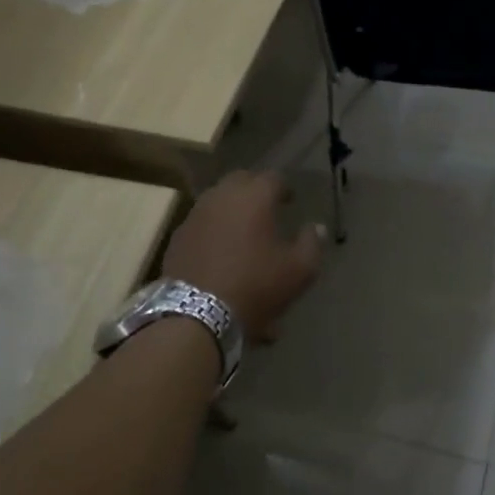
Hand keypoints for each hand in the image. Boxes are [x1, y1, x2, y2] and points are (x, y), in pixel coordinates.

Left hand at [163, 171, 324, 341]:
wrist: (196, 316)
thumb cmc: (255, 286)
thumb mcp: (299, 270)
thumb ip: (312, 244)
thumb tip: (316, 227)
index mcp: (254, 197)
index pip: (274, 178)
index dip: (285, 188)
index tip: (291, 202)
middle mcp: (222, 197)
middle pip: (241, 181)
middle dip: (255, 190)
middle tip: (267, 209)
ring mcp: (195, 216)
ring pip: (218, 201)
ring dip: (232, 209)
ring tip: (243, 231)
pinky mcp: (178, 238)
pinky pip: (202, 224)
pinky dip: (214, 231)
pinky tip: (220, 252)